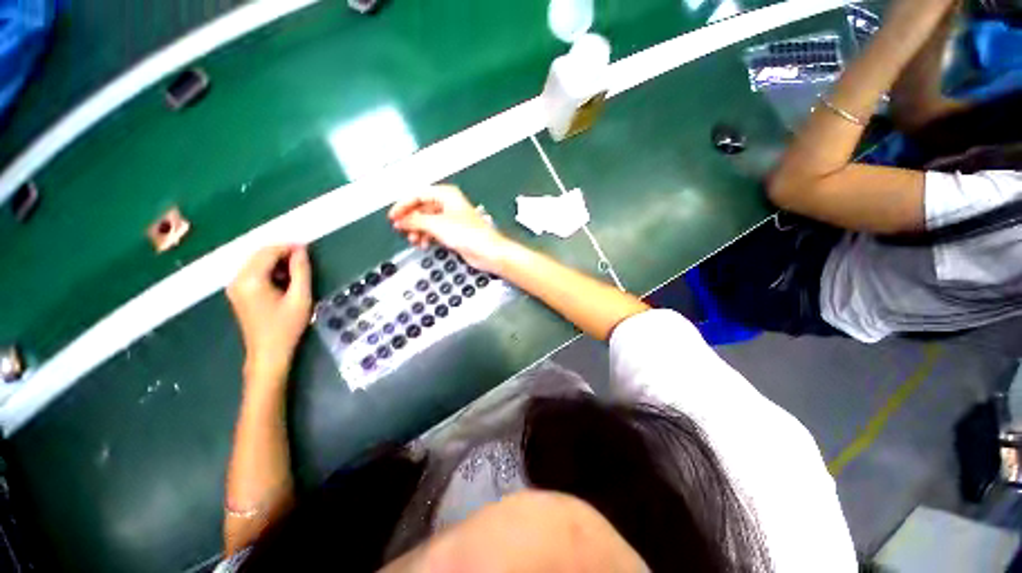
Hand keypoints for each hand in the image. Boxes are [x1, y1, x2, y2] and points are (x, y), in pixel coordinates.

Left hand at [227, 245, 311, 383]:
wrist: (268, 353)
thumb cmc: (287, 326)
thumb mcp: (300, 297)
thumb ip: (301, 271)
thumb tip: (302, 250)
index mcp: (251, 280)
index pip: (268, 252)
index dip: (289, 247)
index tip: (308, 249)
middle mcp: (237, 279)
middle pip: (259, 254)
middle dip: (282, 253)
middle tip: (305, 260)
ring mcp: (234, 286)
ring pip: (255, 262)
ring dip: (276, 262)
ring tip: (296, 272)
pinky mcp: (237, 293)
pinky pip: (253, 272)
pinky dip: (269, 270)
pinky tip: (283, 281)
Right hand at [388, 185, 511, 272]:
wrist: (487, 251)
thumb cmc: (471, 234)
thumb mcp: (437, 225)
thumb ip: (416, 221)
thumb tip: (401, 220)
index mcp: (446, 195)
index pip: (418, 194)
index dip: (403, 205)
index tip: (393, 216)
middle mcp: (449, 205)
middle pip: (422, 208)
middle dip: (411, 219)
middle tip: (401, 228)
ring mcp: (452, 219)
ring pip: (428, 221)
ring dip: (418, 230)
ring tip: (413, 239)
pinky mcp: (454, 232)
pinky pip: (435, 231)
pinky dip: (427, 236)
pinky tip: (423, 243)